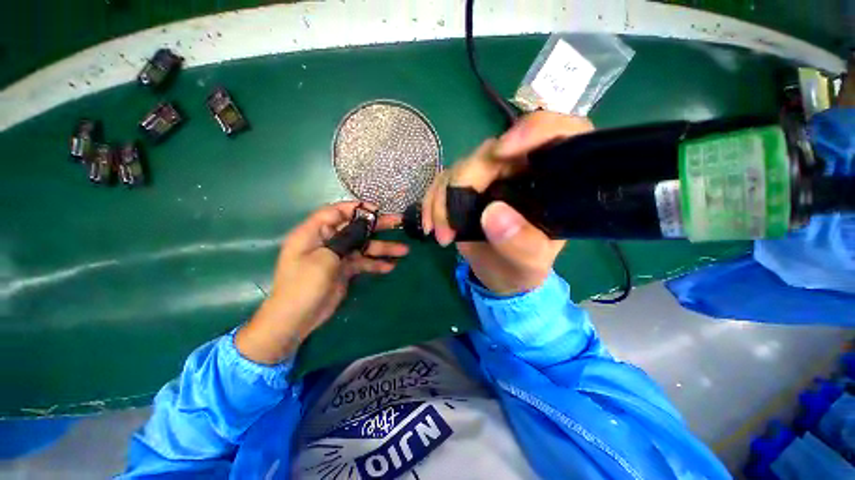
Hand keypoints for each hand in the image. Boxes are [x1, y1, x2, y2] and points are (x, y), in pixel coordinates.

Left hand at [235, 202, 407, 363]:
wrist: (297, 319)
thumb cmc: (304, 285)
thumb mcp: (324, 259)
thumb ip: (344, 240)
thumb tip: (362, 226)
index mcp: (313, 233)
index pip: (335, 212)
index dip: (357, 208)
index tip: (377, 210)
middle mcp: (326, 241)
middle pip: (355, 228)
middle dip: (377, 226)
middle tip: (398, 222)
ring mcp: (336, 256)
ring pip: (362, 247)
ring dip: (382, 248)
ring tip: (403, 251)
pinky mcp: (344, 270)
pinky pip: (362, 263)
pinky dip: (375, 264)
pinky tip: (390, 266)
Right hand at [422, 111, 593, 294]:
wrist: (500, 273)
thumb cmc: (523, 267)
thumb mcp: (530, 263)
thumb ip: (520, 243)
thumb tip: (493, 213)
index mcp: (551, 180)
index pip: (554, 134)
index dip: (531, 131)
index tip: (502, 152)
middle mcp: (520, 169)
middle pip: (491, 153)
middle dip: (464, 184)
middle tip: (451, 226)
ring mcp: (489, 176)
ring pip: (461, 167)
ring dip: (443, 200)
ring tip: (442, 235)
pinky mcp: (466, 186)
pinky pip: (443, 181)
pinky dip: (432, 201)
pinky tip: (430, 225)